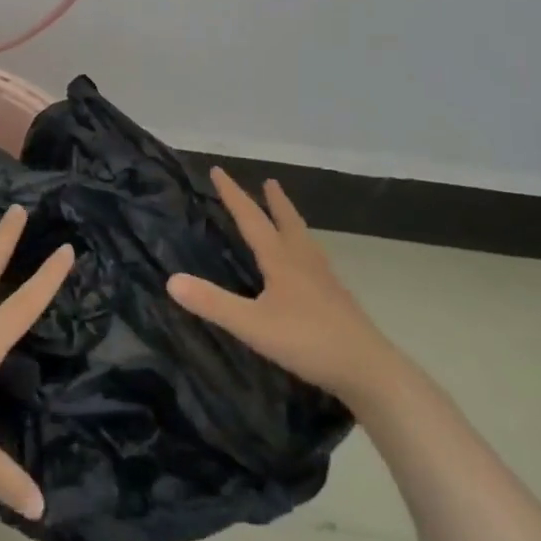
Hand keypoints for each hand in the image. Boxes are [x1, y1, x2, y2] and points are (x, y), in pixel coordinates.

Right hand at [168, 168, 401, 403]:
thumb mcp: (252, 325)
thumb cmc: (308, 341)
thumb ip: (213, 303)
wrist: (369, 369)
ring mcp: (325, 280)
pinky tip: (308, 266)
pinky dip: (305, 249)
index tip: (218, 170)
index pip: (251, 218)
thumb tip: (171, 280)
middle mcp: (304, 261)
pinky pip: (316, 261)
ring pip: (305, 240)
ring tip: (287, 216)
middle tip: (269, 182)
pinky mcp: (338, 299)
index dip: (233, 194)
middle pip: (287, 222)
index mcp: (281, 260)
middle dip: (274, 201)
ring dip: (292, 221)